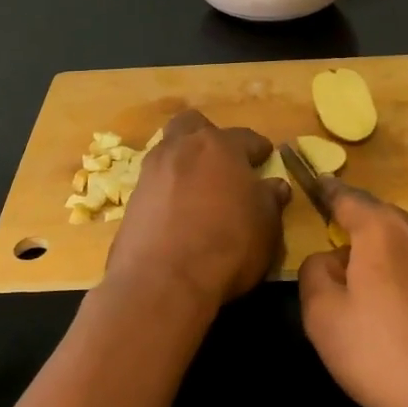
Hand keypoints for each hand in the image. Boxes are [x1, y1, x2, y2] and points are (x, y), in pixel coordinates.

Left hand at [104, 110, 290, 313]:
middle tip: (222, 162)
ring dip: (184, 160)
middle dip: (209, 137)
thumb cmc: (226, 246)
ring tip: (198, 187)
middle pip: (193, 126)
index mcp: (220, 147)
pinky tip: (177, 210)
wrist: (162, 281)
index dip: (258, 148)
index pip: (245, 137)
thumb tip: (274, 186)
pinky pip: (155, 181)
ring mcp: (152, 170)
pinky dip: (167, 188)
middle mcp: (182, 148)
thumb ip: (270, 201)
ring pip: (169, 149)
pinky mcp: (132, 197)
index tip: (265, 157)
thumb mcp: (266, 226)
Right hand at [298, 179, 407, 406]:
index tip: (321, 188)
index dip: (330, 194)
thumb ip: (315, 273)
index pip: (349, 199)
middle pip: (391, 228)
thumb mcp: (324, 321)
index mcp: (385, 231)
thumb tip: (332, 257)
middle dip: (374, 248)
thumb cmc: (390, 360)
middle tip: (366, 290)